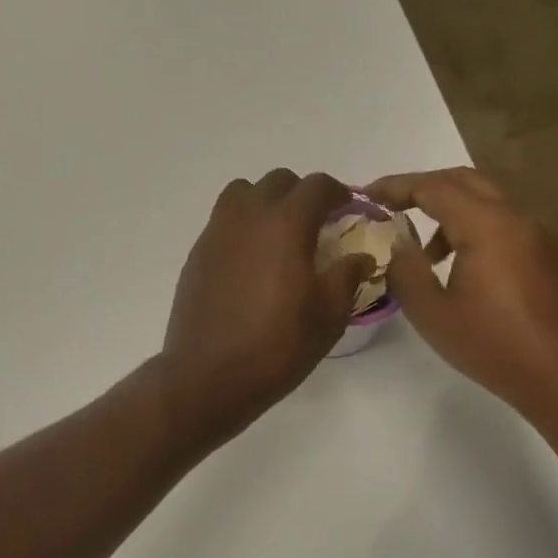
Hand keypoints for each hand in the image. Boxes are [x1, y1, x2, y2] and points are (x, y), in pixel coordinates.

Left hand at [157, 170, 375, 444]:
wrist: (209, 375)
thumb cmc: (277, 345)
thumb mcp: (329, 315)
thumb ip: (348, 276)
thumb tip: (360, 256)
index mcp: (285, 223)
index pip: (317, 186)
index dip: (338, 193)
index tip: (348, 211)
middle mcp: (248, 216)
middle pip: (278, 182)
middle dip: (302, 195)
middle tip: (316, 225)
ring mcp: (216, 232)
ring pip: (242, 193)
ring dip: (265, 203)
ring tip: (278, 236)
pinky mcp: (197, 254)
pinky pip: (223, 221)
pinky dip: (242, 226)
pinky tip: (251, 262)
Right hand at [365, 168, 557, 416]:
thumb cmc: (496, 347)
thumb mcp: (433, 314)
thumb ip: (406, 271)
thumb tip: (396, 244)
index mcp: (488, 225)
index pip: (433, 187)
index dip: (396, 186)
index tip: (366, 195)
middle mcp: (519, 217)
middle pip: (465, 181)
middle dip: (424, 188)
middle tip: (392, 207)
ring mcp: (542, 235)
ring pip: (489, 202)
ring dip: (451, 212)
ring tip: (426, 254)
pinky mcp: (554, 255)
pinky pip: (507, 224)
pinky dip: (476, 229)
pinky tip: (464, 270)